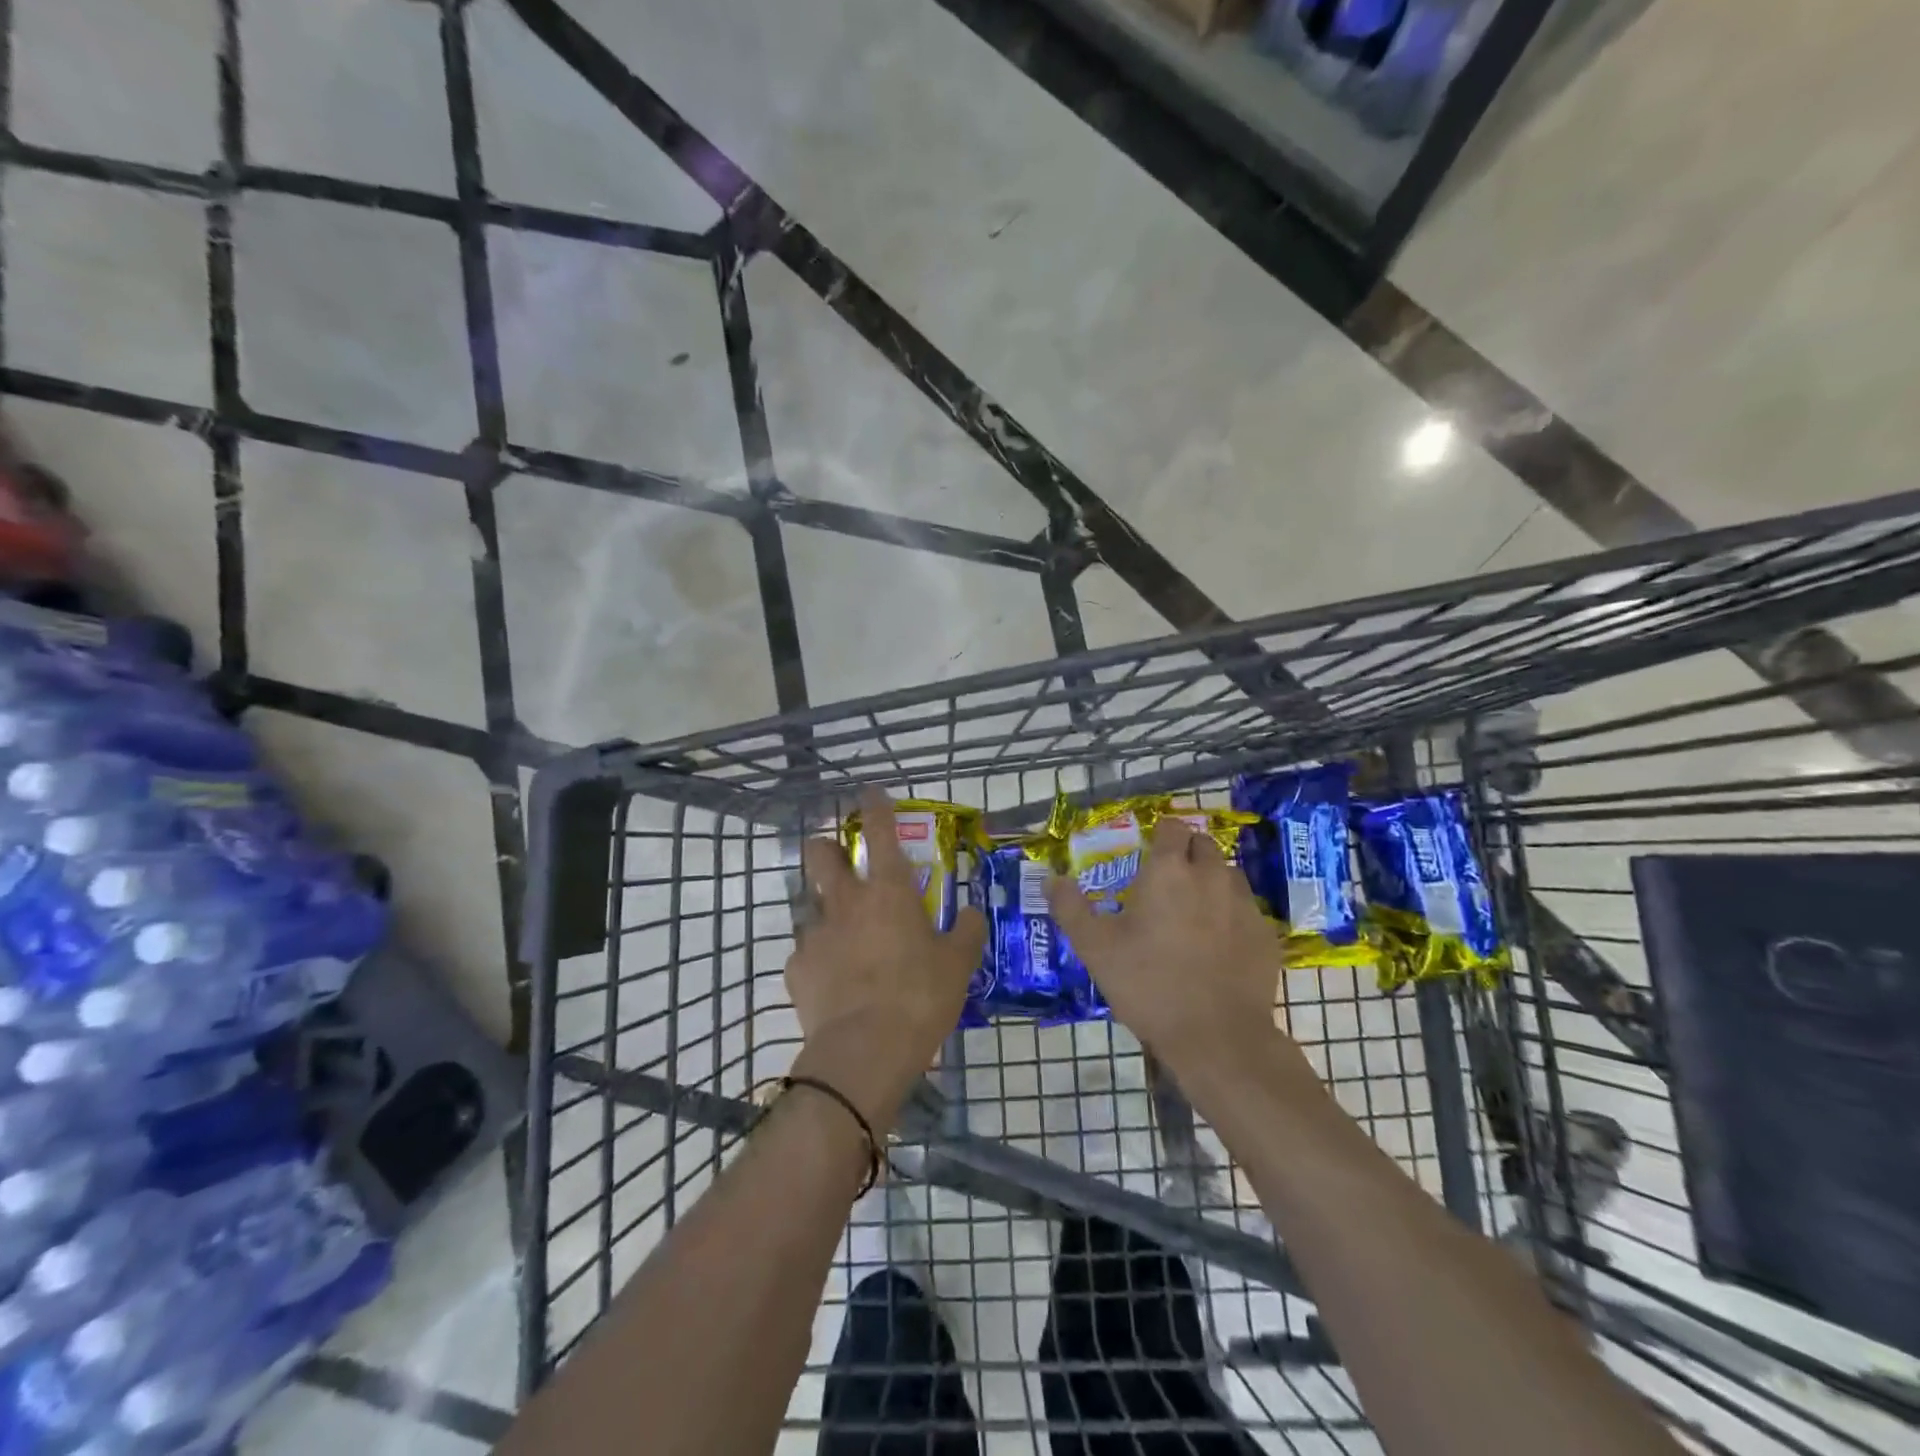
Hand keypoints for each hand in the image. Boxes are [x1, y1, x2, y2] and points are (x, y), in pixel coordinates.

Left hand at [784, 789, 986, 1129]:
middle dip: (826, 847)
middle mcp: (846, 901)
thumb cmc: (919, 997)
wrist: (864, 1051)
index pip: (879, 831)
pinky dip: (819, 957)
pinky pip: (806, 950)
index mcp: (889, 891)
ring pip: (810, 903)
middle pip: (820, 853)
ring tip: (844, 937)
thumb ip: (968, 932)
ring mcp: (815, 933)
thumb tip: (974, 913)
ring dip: (826, 910)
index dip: (875, 806)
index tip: (870, 793)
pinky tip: (834, 979)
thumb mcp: (958, 965)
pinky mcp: (796, 967)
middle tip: (841, 862)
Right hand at [1047, 816, 1291, 1077]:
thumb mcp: (1095, 948)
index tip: (1147, 856)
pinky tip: (1218, 945)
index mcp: (1169, 870)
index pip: (1172, 827)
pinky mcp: (1266, 934)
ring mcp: (1244, 904)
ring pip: (1228, 875)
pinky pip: (1246, 910)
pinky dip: (1231, 916)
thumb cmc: (1149, 984)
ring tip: (1193, 913)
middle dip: (1186, 855)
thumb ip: (1070, 908)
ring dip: (1211, 882)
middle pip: (1203, 845)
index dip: (1161, 836)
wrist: (1217, 1037)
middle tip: (1166, 885)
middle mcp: (1211, 875)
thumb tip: (1051, 879)